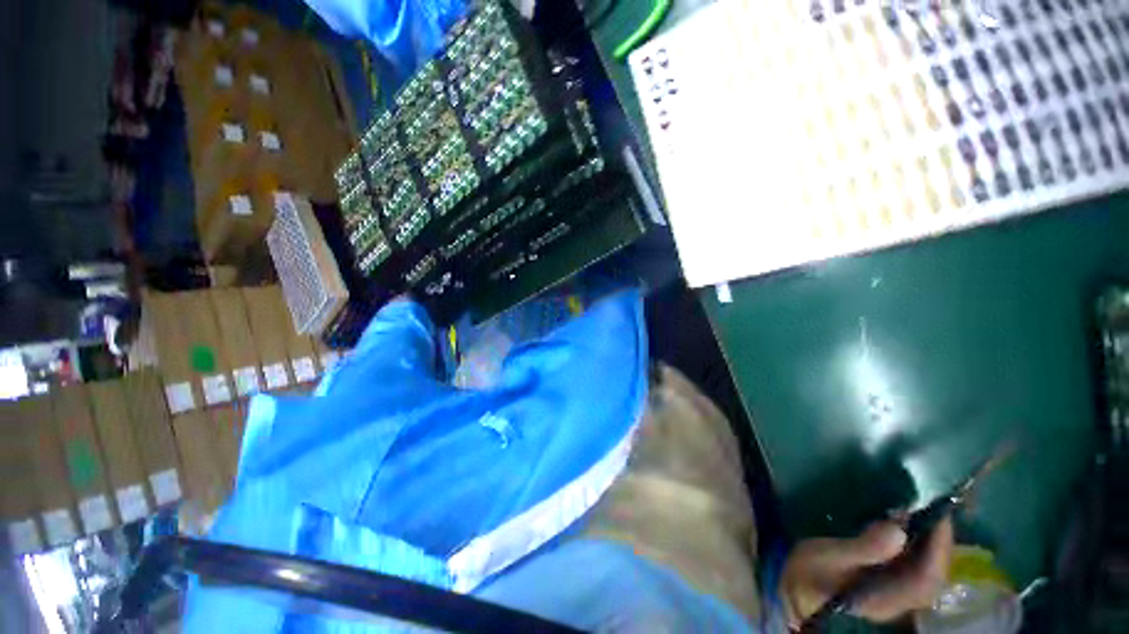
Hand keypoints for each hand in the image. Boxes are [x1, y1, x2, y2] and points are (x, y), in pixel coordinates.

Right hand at [780, 518, 952, 626]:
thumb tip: (898, 530)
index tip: (939, 514)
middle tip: (933, 509)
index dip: (938, 547)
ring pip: (926, 571)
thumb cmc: (808, 573)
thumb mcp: (828, 558)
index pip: (927, 578)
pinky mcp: (887, 585)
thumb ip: (862, 548)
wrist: (795, 591)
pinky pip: (914, 568)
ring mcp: (895, 595)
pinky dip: (917, 547)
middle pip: (933, 575)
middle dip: (938, 543)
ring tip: (922, 514)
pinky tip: (907, 529)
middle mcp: (900, 602)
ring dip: (929, 543)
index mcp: (888, 600)